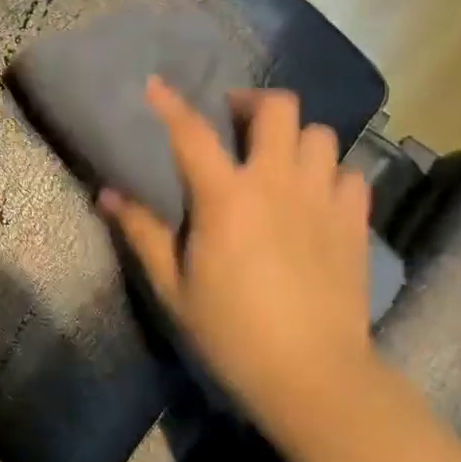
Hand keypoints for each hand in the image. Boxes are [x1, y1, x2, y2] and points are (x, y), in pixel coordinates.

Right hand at [99, 79, 374, 418]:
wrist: (313, 376)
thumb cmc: (231, 332)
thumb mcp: (173, 286)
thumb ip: (141, 233)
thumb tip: (106, 194)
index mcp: (226, 198)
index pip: (192, 133)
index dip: (170, 104)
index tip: (155, 85)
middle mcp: (278, 184)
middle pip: (279, 109)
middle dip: (253, 103)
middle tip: (235, 122)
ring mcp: (323, 200)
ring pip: (321, 135)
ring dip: (295, 138)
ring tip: (278, 158)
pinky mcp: (354, 224)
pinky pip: (350, 175)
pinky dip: (331, 174)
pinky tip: (315, 195)